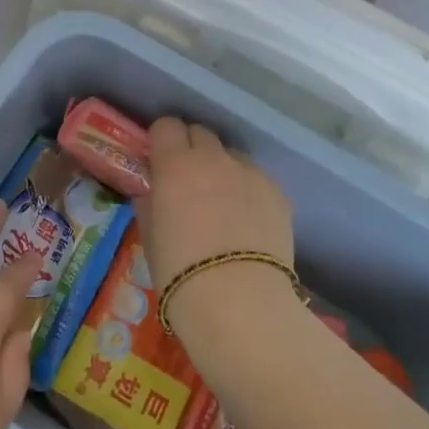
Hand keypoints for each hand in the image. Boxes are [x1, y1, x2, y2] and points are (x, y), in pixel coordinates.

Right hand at [141, 118, 294, 290]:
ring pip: (231, 155)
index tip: (158, 161)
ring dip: (221, 168)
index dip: (161, 141)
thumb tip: (154, 191)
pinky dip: (247, 190)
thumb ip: (150, 203)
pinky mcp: (277, 192)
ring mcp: (250, 173)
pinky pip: (256, 178)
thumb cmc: (180, 271)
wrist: (239, 302)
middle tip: (187, 180)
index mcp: (175, 164)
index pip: (166, 126)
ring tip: (221, 203)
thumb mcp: (150, 237)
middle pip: (200, 133)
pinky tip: (246, 222)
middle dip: (191, 149)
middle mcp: (213, 158)